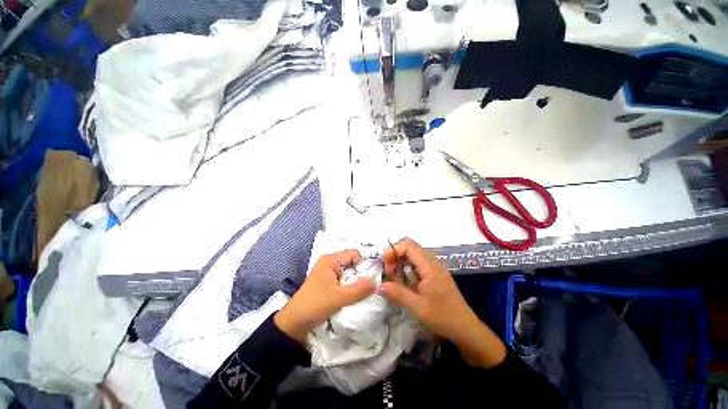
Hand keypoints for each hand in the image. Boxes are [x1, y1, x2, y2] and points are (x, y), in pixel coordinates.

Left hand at [274, 250, 374, 343]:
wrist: (294, 324)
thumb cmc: (315, 305)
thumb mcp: (339, 298)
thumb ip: (359, 289)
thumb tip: (377, 282)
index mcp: (330, 259)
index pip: (355, 254)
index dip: (364, 264)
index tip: (370, 279)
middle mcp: (330, 262)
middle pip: (353, 262)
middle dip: (361, 274)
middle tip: (368, 287)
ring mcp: (329, 272)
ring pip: (349, 272)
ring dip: (356, 281)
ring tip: (361, 292)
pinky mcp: (329, 282)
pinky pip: (345, 279)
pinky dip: (350, 286)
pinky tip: (353, 295)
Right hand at [381, 238, 506, 367]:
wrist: (465, 327)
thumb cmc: (443, 317)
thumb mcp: (418, 307)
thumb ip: (397, 293)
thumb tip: (378, 285)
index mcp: (429, 266)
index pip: (408, 245)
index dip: (394, 250)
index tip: (386, 266)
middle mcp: (431, 261)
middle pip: (408, 247)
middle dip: (394, 256)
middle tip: (388, 273)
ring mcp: (433, 266)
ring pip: (411, 255)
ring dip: (399, 262)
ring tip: (393, 278)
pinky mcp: (432, 273)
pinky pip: (416, 263)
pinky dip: (405, 268)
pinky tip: (403, 281)